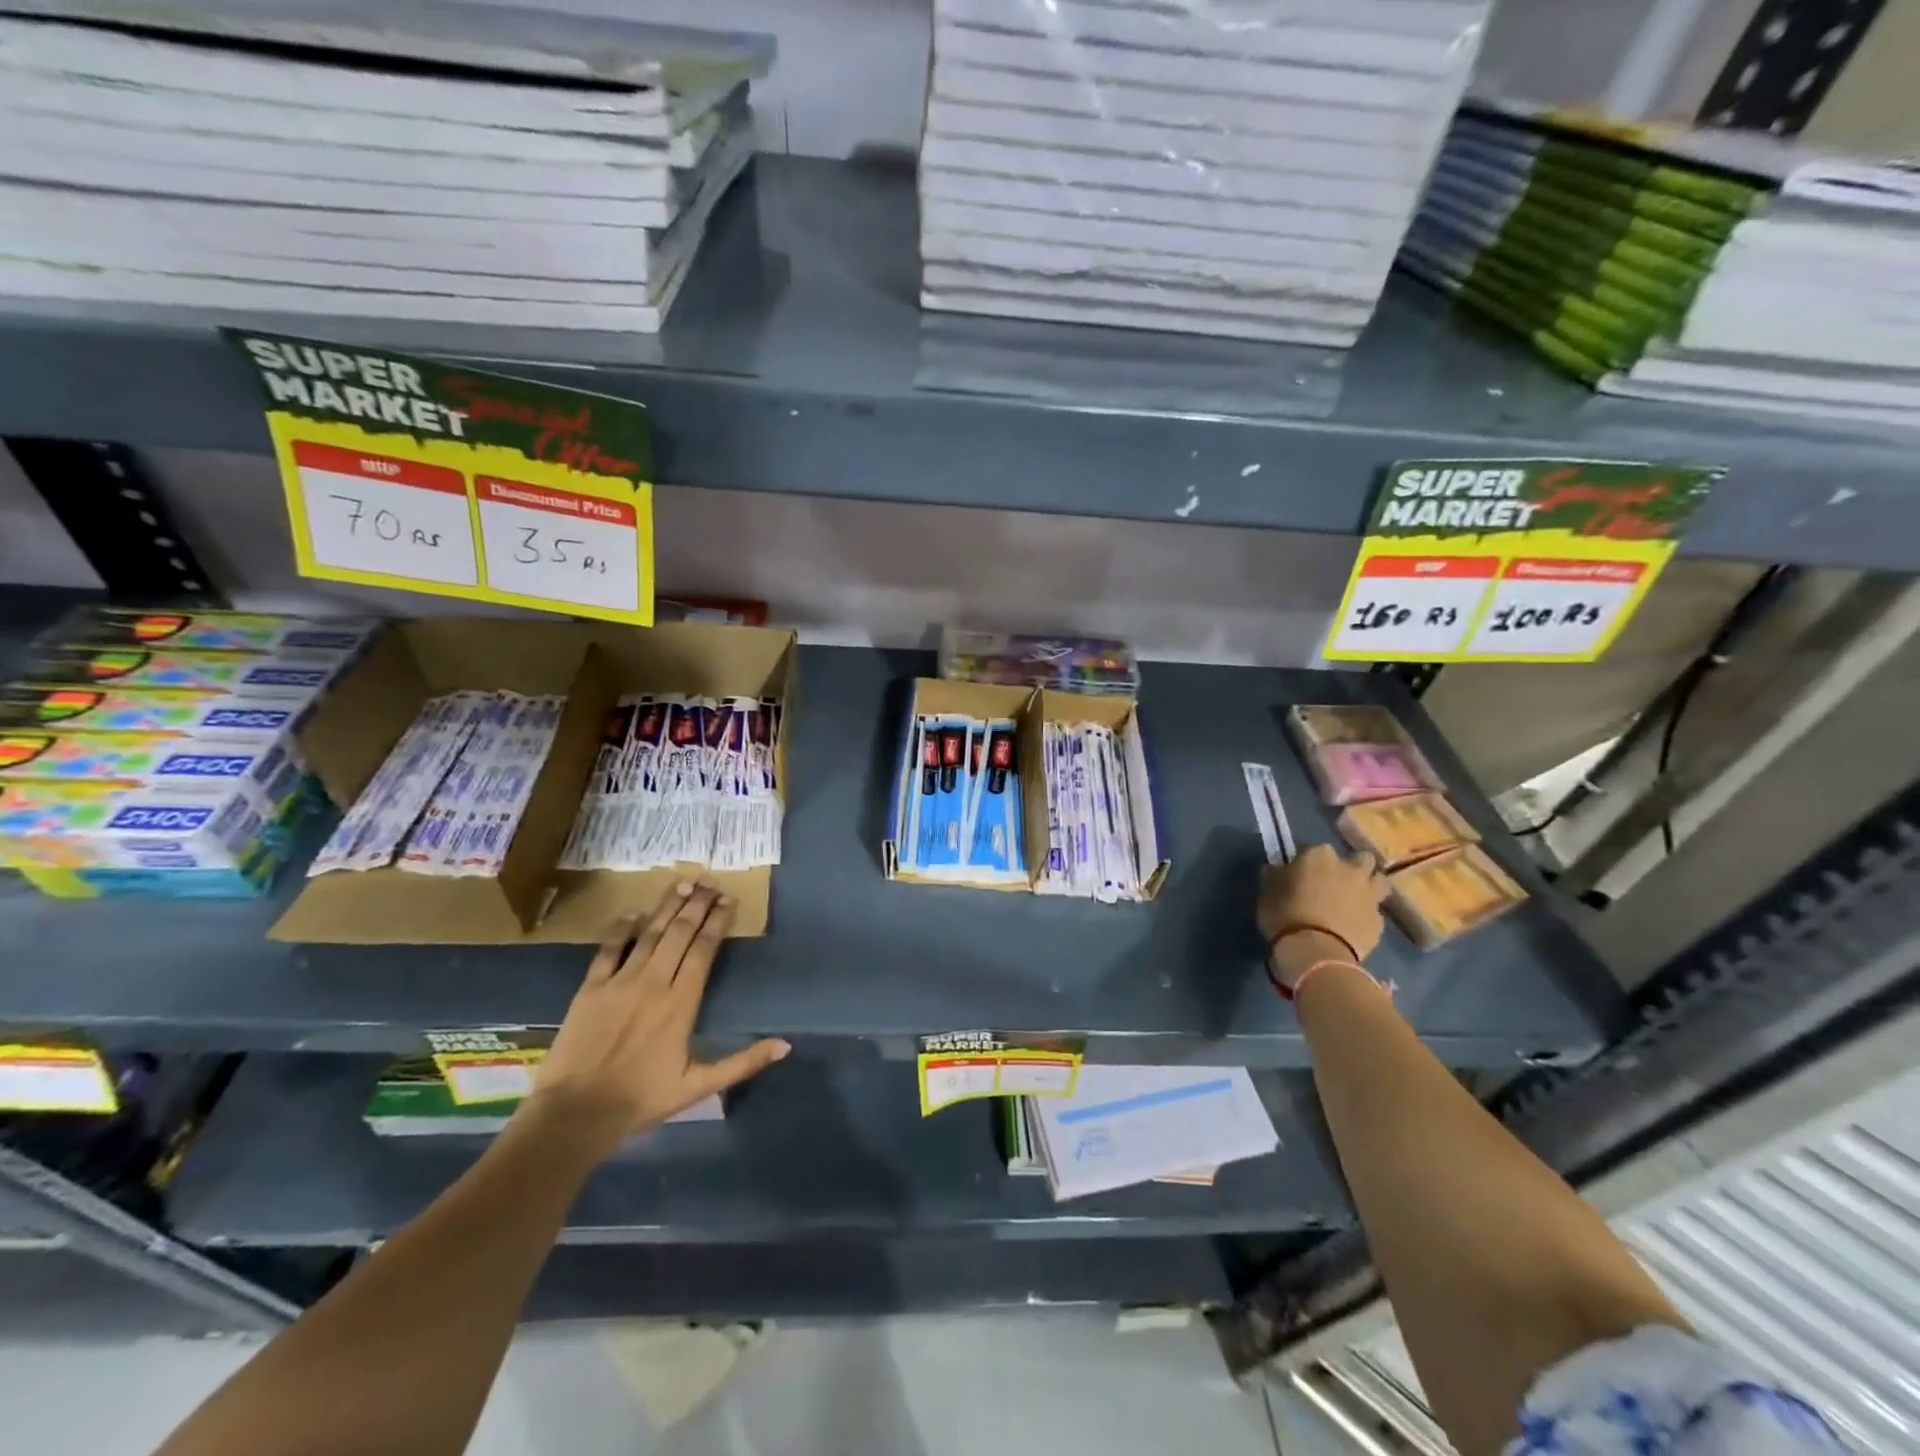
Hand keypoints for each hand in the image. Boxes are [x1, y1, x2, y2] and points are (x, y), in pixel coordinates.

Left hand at [520, 883, 789, 1156]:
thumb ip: (743, 1062)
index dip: (717, 921)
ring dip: (667, 907)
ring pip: (649, 934)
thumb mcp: (699, 1086)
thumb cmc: (641, 1099)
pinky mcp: (590, 988)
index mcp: (682, 1002)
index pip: (704, 949)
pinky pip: (608, 949)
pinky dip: (620, 928)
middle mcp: (654, 982)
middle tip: (709, 882)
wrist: (575, 1114)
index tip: (728, 900)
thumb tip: (785, 1045)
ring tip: (682, 884)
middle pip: (680, 933)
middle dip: (697, 905)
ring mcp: (620, 982)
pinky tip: (632, 912)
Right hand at [1257, 845, 1388, 990]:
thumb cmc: (1285, 915)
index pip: (1313, 848)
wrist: (1316, 952)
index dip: (1307, 859)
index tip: (1298, 872)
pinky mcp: (1378, 921)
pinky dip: (1366, 915)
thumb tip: (1276, 869)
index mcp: (1319, 856)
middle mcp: (1349, 868)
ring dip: (1369, 885)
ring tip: (1354, 898)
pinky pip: (1375, 912)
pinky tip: (1354, 924)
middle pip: (1360, 858)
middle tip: (1335, 880)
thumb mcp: (1267, 892)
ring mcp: (1369, 894)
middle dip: (1351, 865)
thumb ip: (1274, 875)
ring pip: (1379, 880)